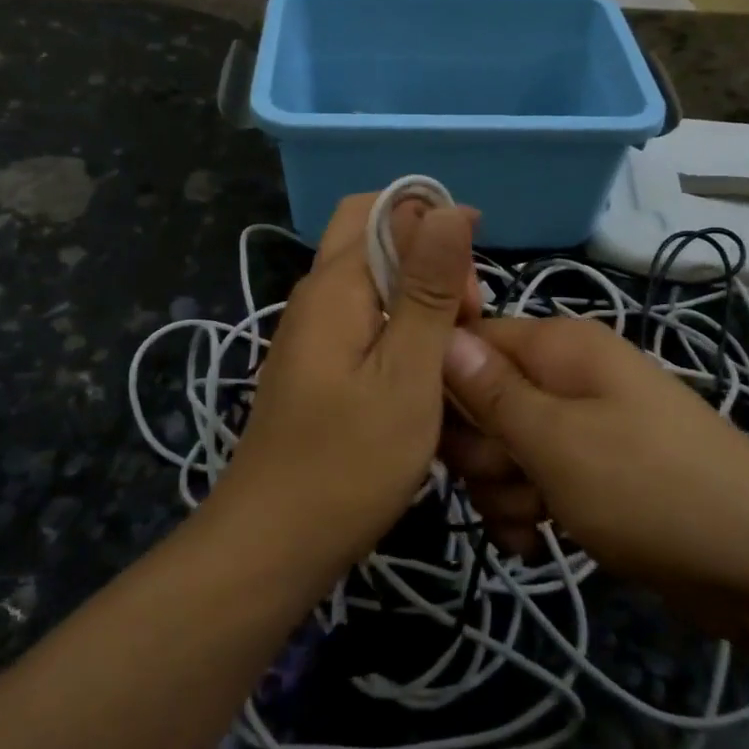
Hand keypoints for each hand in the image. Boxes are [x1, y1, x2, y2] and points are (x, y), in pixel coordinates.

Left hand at [211, 193, 478, 576]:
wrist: (276, 541)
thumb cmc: (350, 460)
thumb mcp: (407, 371)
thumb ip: (427, 287)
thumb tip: (445, 207)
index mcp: (335, 283)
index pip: (387, 209)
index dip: (436, 228)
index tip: (472, 288)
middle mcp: (317, 294)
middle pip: (374, 236)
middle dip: (428, 255)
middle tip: (464, 313)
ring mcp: (313, 330)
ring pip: (373, 278)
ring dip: (419, 294)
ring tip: (453, 347)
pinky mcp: (318, 363)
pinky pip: (365, 317)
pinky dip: (402, 325)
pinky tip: (425, 369)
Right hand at [440, 317, 748, 591]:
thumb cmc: (651, 488)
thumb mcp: (559, 440)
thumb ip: (492, 393)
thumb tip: (442, 335)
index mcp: (561, 347)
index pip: (471, 341)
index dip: (446, 386)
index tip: (435, 433)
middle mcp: (568, 376)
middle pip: (482, 402)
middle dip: (482, 451)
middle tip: (510, 479)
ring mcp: (582, 427)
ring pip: (504, 451)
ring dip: (504, 491)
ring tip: (535, 519)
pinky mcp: (591, 474)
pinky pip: (533, 483)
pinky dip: (528, 513)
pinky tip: (538, 542)